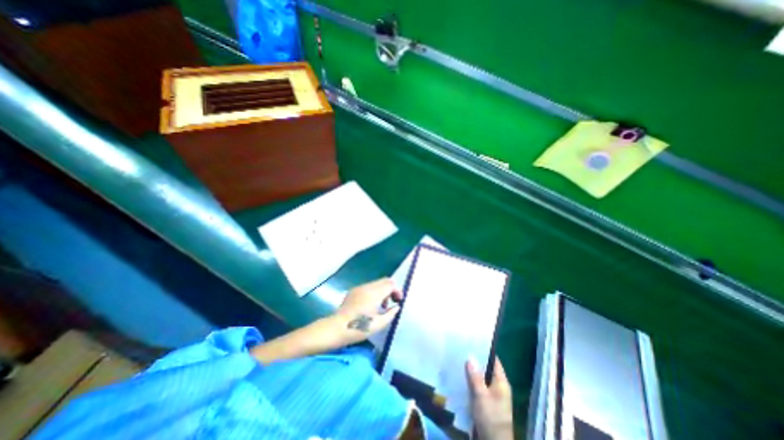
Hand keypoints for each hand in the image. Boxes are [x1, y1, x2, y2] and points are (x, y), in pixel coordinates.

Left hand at [334, 278, 404, 346]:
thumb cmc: (358, 328)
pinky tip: (371, 305)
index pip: (390, 284)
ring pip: (376, 283)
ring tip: (382, 306)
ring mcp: (359, 288)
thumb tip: (396, 307)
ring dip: (383, 291)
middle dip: (391, 289)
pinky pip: (368, 287)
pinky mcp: (353, 291)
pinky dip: (374, 292)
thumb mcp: (379, 324)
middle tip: (392, 302)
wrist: (336, 328)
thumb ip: (391, 314)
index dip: (397, 291)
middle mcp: (367, 287)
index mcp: (374, 294)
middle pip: (384, 281)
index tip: (398, 301)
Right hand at [464, 358, 515, 439]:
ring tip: (458, 361)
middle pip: (486, 369)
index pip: (494, 361)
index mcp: (501, 382)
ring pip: (480, 378)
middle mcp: (498, 387)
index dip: (484, 351)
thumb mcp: (481, 395)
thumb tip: (470, 357)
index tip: (472, 342)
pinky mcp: (485, 403)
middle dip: (474, 361)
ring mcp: (492, 396)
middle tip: (461, 350)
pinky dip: (470, 382)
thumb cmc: (490, 417)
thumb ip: (475, 376)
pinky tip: (459, 378)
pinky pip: (477, 388)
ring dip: (471, 372)